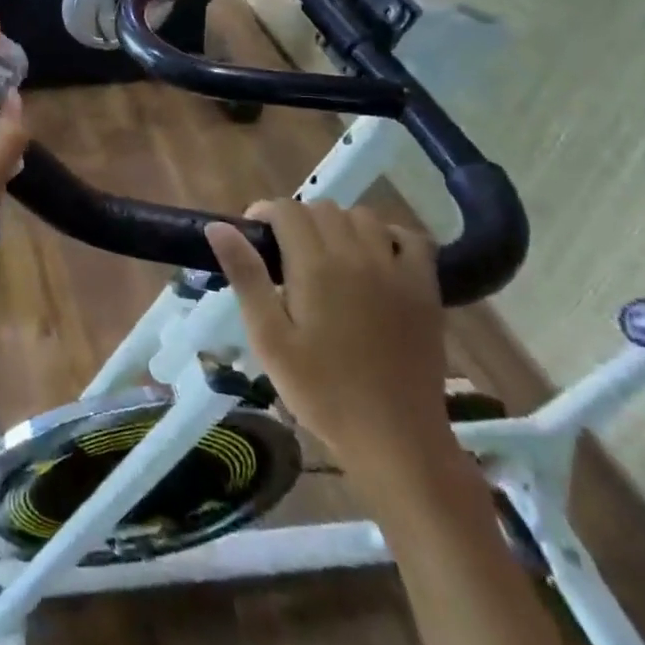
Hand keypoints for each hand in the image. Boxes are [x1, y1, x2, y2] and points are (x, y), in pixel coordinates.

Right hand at [204, 200, 454, 486]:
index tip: (252, 237)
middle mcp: (358, 255)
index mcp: (315, 266)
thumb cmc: (319, 389)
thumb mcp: (268, 337)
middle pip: (323, 208)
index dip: (264, 214)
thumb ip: (246, 276)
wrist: (393, 435)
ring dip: (338, 225)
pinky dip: (388, 236)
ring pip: (363, 217)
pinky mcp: (426, 289)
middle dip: (297, 220)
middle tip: (283, 255)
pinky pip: (411, 239)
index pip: (287, 210)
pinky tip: (374, 258)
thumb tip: (218, 227)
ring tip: (325, 256)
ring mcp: (397, 270)